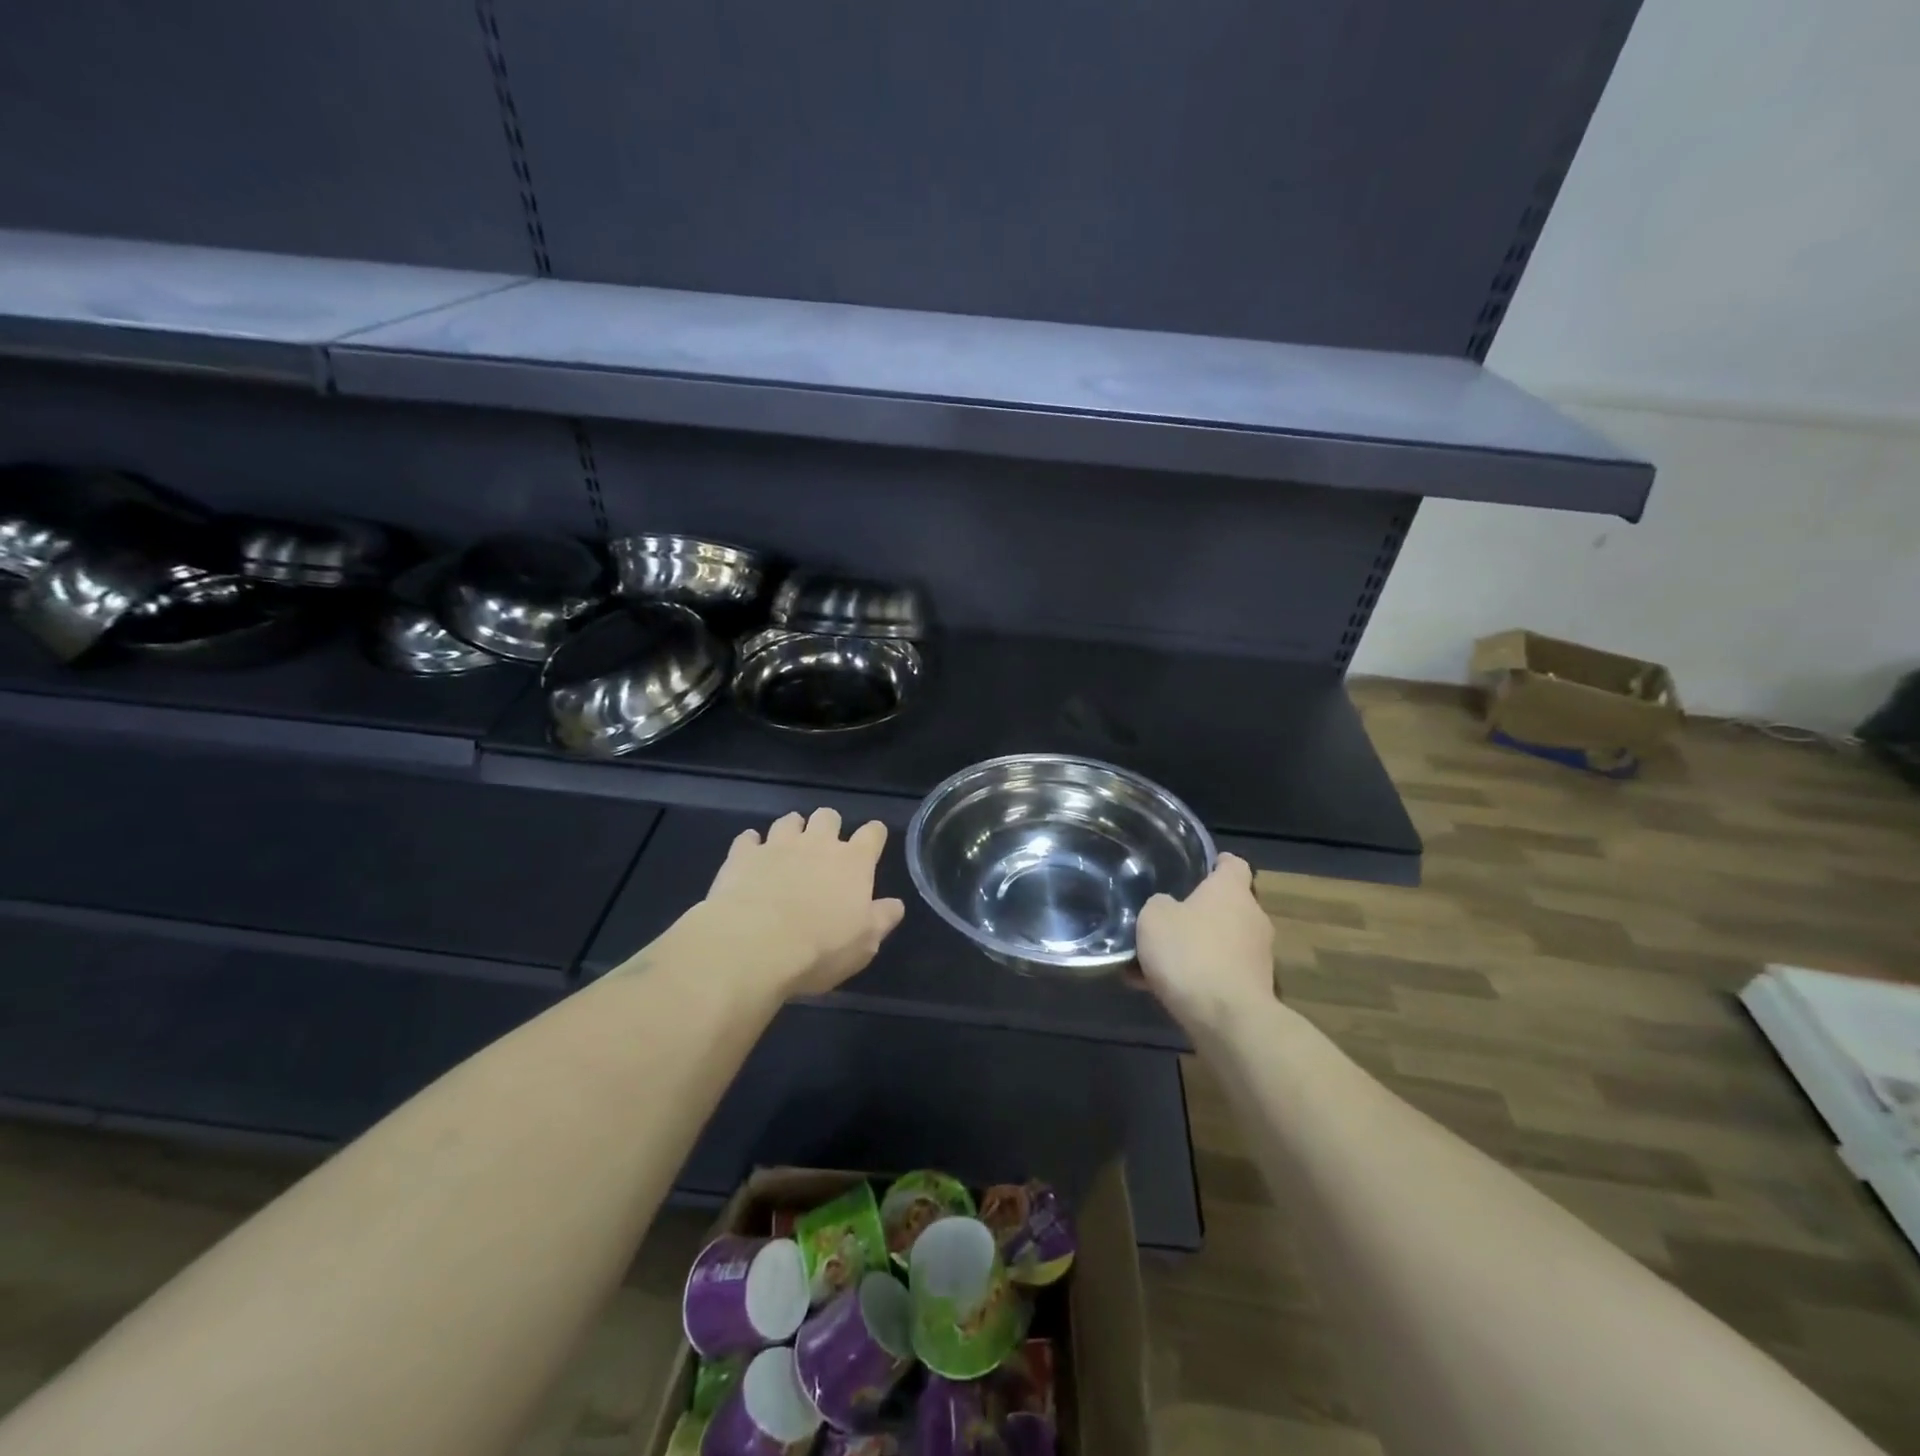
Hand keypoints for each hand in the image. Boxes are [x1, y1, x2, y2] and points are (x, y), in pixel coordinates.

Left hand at [699, 808, 906, 997]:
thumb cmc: (820, 948)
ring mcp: (777, 845)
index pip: (872, 833)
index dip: (874, 835)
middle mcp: (817, 843)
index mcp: (853, 862)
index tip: (872, 842)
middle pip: (828, 816)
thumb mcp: (864, 944)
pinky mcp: (743, 855)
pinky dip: (751, 845)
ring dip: (791, 830)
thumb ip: (882, 919)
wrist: (753, 945)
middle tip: (824, 847)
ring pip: (788, 821)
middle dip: (828, 826)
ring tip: (788, 848)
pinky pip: (748, 838)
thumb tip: (895, 905)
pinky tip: (750, 858)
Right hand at [1135, 854, 1274, 1031]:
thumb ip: (1158, 906)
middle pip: (1226, 906)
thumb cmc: (1190, 954)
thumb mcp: (1154, 918)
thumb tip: (1166, 908)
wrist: (1227, 1020)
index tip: (1198, 867)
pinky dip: (1196, 977)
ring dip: (1194, 948)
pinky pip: (1218, 973)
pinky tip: (1161, 989)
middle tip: (1164, 920)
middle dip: (1198, 913)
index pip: (1233, 864)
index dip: (1216, 862)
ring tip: (1155, 962)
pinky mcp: (1254, 990)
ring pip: (1220, 943)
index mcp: (1231, 891)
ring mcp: (1258, 956)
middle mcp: (1252, 918)